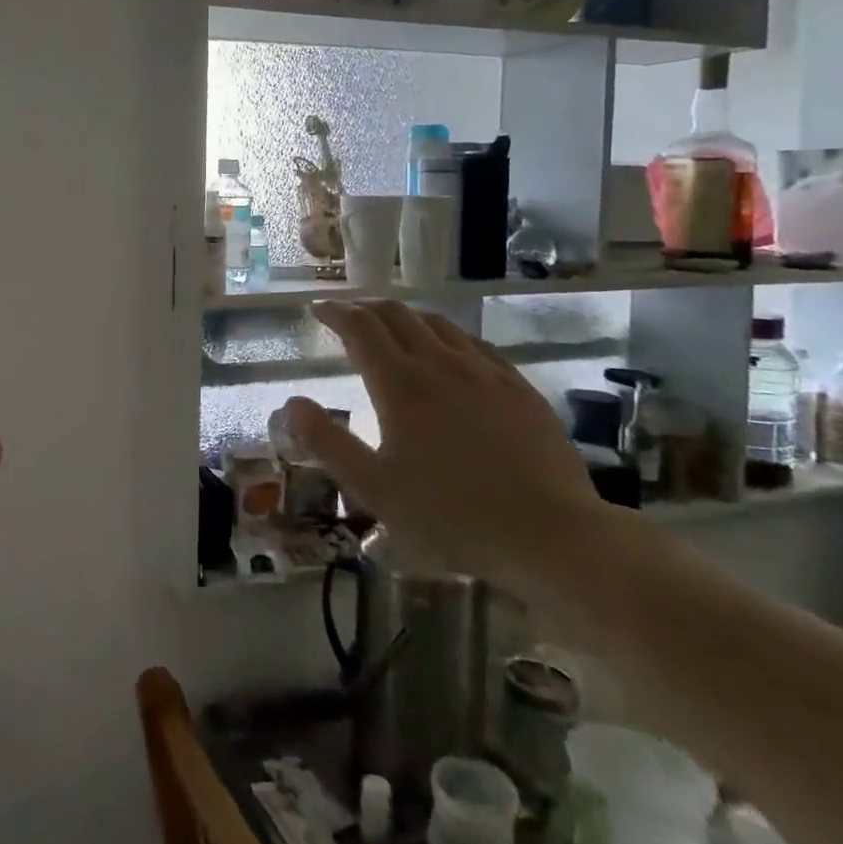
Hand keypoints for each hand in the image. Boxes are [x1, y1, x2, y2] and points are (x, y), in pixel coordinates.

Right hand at [279, 300, 600, 587]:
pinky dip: (447, 336)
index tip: (318, 310)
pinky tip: (450, 353)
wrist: (551, 534)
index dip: (335, 313)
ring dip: (406, 317)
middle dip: (367, 308)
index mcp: (400, 384)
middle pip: (398, 315)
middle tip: (349, 315)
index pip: (360, 327)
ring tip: (393, 327)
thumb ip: (326, 443)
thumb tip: (291, 403)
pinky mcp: (519, 387)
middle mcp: (440, 364)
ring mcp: (485, 372)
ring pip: (438, 324)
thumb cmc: (451, 516)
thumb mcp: (373, 489)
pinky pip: (475, 344)